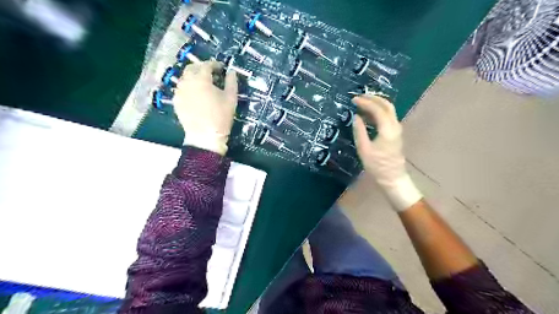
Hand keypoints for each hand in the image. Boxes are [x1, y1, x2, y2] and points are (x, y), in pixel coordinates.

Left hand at [174, 60, 235, 154]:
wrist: (205, 136)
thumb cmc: (221, 117)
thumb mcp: (231, 98)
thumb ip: (231, 82)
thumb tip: (231, 72)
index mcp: (201, 79)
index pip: (206, 65)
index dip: (215, 64)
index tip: (221, 68)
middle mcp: (187, 82)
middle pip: (192, 68)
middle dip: (202, 68)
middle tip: (211, 73)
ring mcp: (179, 92)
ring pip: (185, 78)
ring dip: (194, 77)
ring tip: (203, 84)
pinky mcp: (176, 102)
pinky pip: (181, 89)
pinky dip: (189, 87)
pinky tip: (196, 95)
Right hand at [351, 95, 421, 211]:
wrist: (392, 178)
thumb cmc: (377, 166)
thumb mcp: (364, 149)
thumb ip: (360, 131)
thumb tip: (356, 117)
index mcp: (387, 129)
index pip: (377, 109)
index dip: (365, 102)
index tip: (353, 100)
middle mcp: (395, 126)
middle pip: (387, 105)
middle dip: (373, 98)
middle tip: (360, 97)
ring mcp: (397, 129)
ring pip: (389, 110)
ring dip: (376, 104)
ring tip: (362, 103)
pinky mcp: (395, 133)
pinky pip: (388, 117)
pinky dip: (378, 112)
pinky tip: (368, 115)